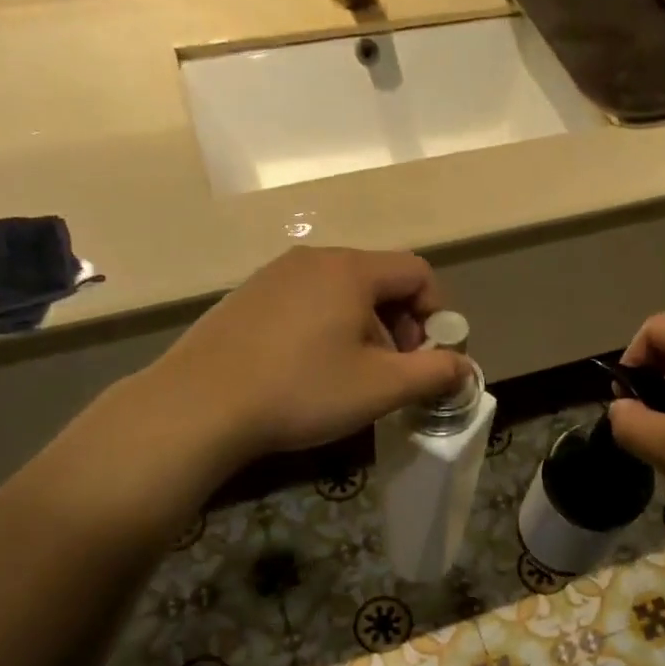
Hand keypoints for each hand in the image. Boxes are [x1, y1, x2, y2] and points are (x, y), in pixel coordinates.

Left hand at [138, 246, 469, 465]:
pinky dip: (326, 329)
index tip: (427, 355)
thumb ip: (434, 373)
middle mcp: (313, 259)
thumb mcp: (381, 387)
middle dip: (399, 325)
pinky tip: (307, 371)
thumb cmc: (302, 390)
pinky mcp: (247, 297)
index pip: (417, 271)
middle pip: (380, 280)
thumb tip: (466, 369)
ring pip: (342, 293)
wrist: (199, 406)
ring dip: (363, 329)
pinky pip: (306, 302)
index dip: (436, 312)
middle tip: (392, 371)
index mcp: (351, 269)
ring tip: (350, 376)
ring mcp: (274, 275)